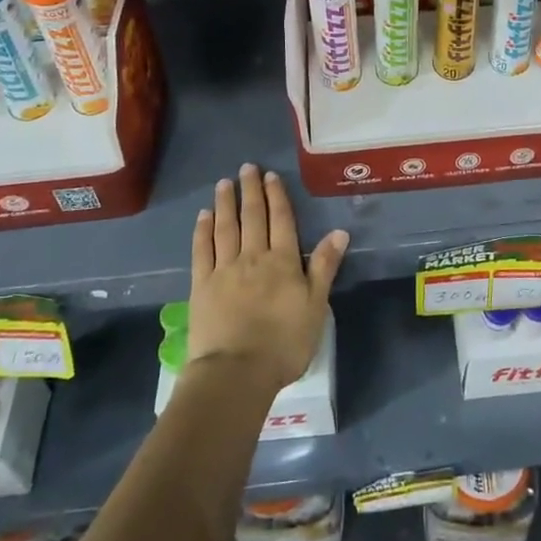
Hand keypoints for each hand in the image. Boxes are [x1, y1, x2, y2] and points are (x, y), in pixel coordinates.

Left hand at [188, 164, 348, 392]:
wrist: (236, 372)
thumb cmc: (284, 343)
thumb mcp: (316, 306)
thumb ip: (325, 267)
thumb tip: (339, 232)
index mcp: (282, 261)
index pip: (281, 221)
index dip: (277, 196)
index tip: (270, 176)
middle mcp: (253, 257)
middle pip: (252, 217)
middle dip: (251, 191)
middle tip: (247, 168)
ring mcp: (224, 270)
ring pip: (225, 228)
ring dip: (226, 203)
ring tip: (224, 183)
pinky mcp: (201, 286)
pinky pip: (202, 251)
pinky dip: (203, 231)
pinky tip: (203, 216)